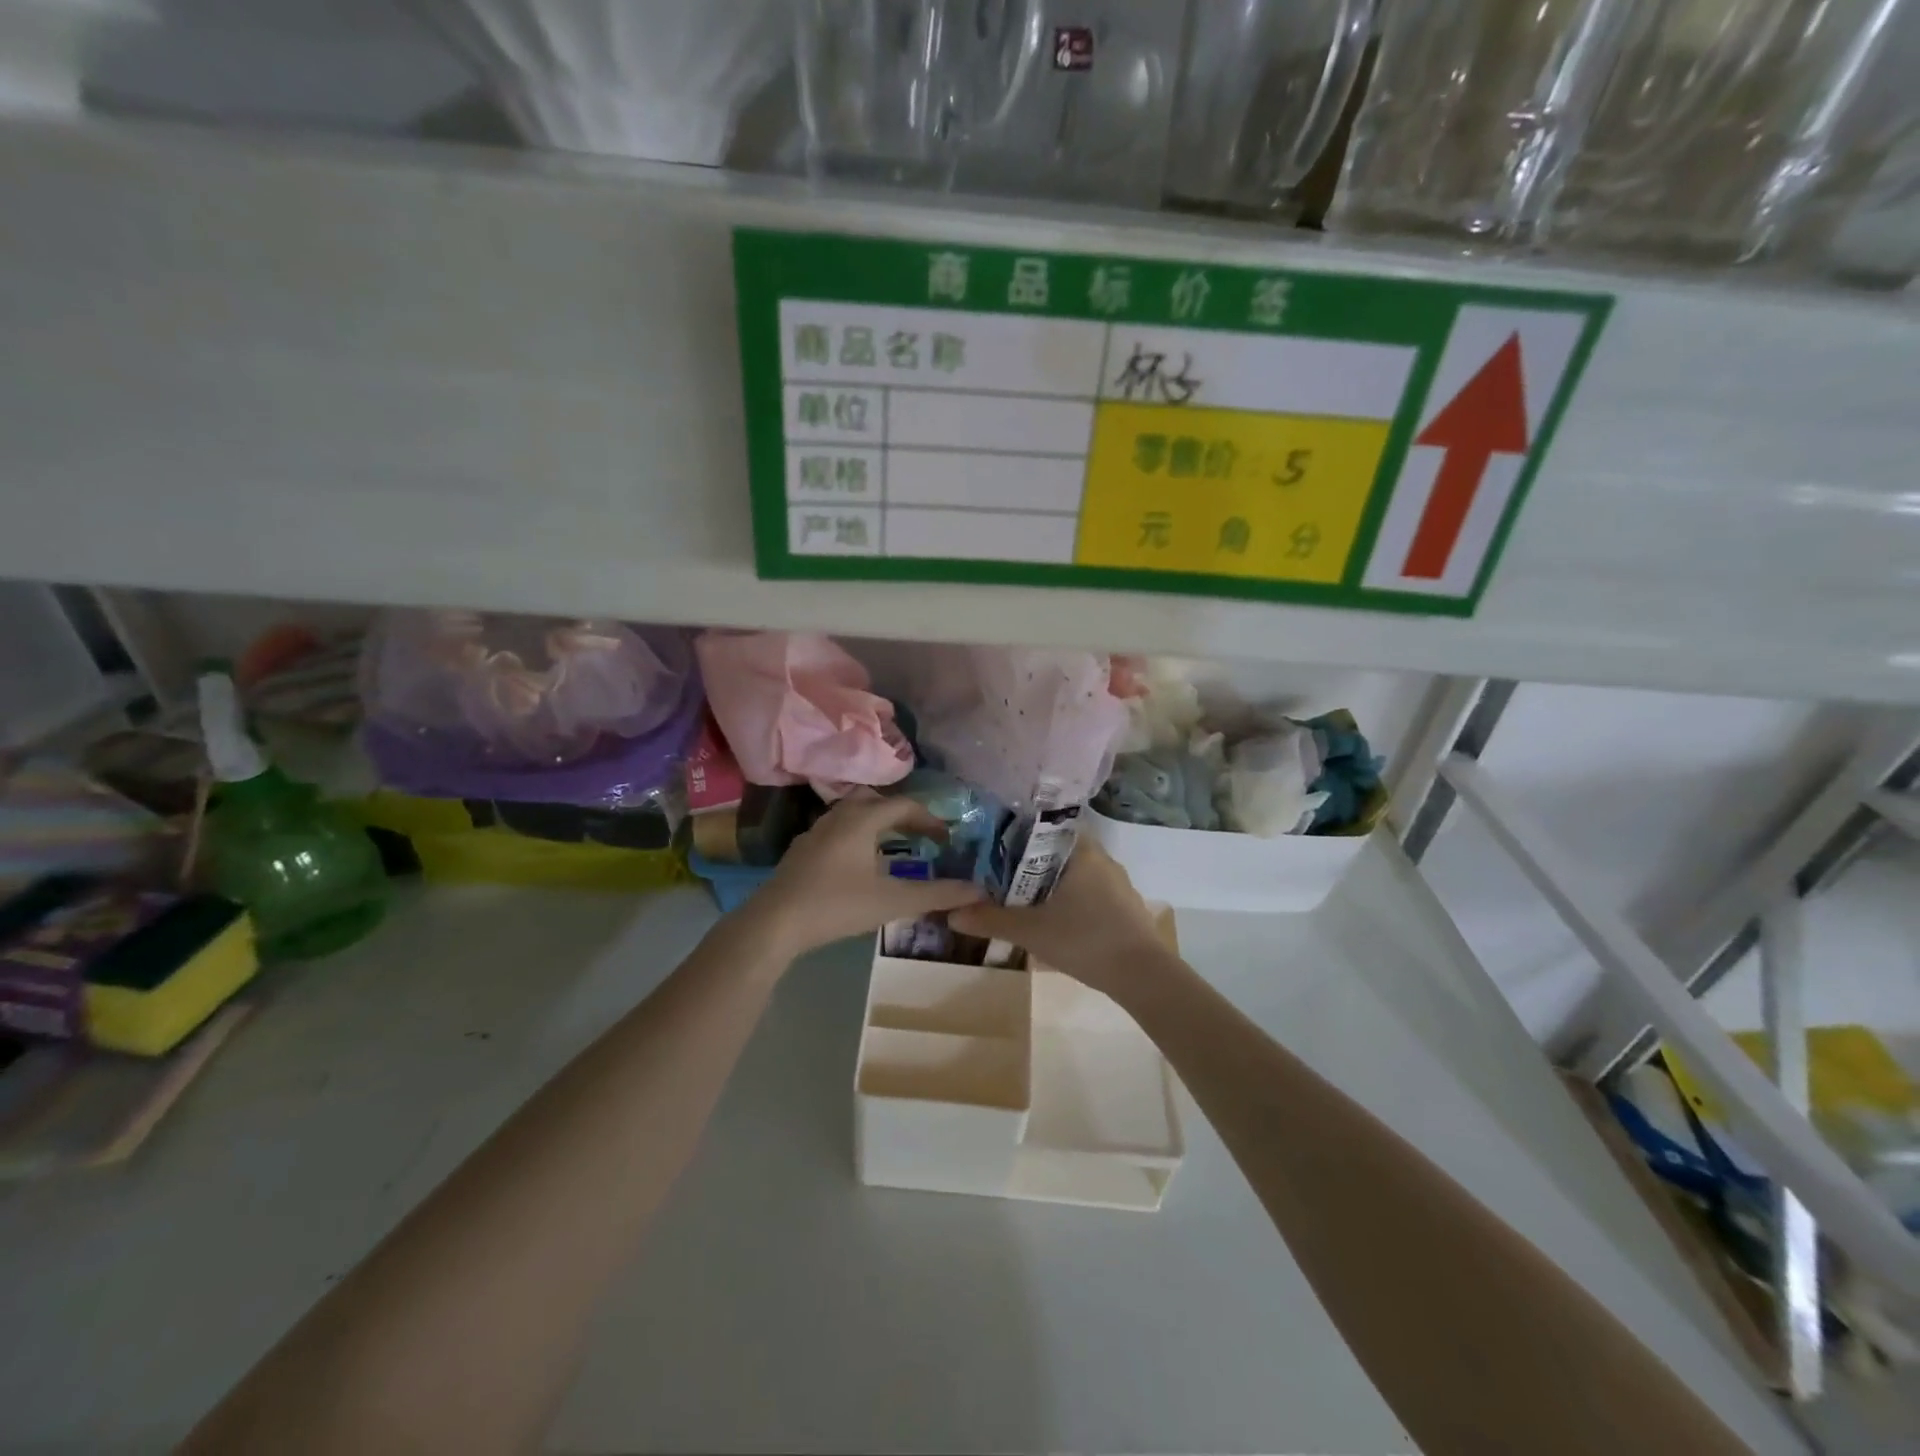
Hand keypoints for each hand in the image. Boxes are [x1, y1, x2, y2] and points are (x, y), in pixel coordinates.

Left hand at [745, 791, 984, 957]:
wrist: (774, 923)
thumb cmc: (837, 905)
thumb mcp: (892, 901)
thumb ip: (936, 894)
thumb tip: (978, 890)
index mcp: (862, 819)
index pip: (903, 806)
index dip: (929, 819)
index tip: (946, 838)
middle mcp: (838, 816)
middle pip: (876, 802)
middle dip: (902, 816)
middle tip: (921, 836)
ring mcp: (815, 832)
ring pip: (853, 816)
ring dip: (877, 826)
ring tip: (893, 850)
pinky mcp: (801, 851)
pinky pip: (837, 832)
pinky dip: (857, 838)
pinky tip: (858, 867)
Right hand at [948, 840, 1171, 998]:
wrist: (1143, 976)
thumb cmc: (1085, 940)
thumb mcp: (1031, 931)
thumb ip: (990, 920)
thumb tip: (951, 913)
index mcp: (1081, 851)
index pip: (1044, 827)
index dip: (1017, 836)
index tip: (994, 848)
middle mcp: (1102, 858)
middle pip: (1056, 852)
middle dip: (1029, 865)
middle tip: (1000, 879)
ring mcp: (1117, 883)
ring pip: (1074, 874)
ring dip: (1050, 885)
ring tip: (1022, 901)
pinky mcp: (1125, 906)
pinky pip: (1089, 893)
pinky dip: (1070, 901)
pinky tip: (1056, 921)